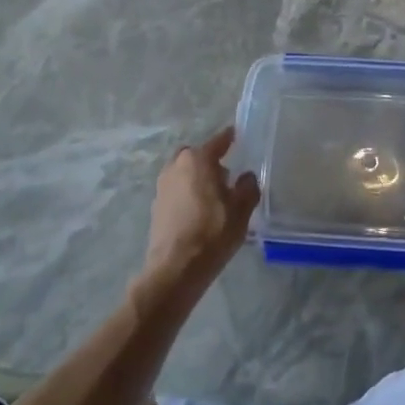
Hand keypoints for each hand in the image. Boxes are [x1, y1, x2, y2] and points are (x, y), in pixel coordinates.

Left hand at [140, 126, 259, 301]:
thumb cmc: (213, 232)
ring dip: (196, 178)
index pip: (218, 141)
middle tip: (225, 175)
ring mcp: (162, 186)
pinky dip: (186, 194)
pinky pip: (176, 190)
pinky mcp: (156, 207)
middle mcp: (176, 166)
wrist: (175, 269)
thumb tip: (246, 176)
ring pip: (183, 172)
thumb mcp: (241, 209)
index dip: (229, 138)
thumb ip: (248, 187)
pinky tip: (198, 211)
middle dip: (209, 160)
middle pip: (196, 155)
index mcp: (198, 159)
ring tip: (213, 196)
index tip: (237, 135)